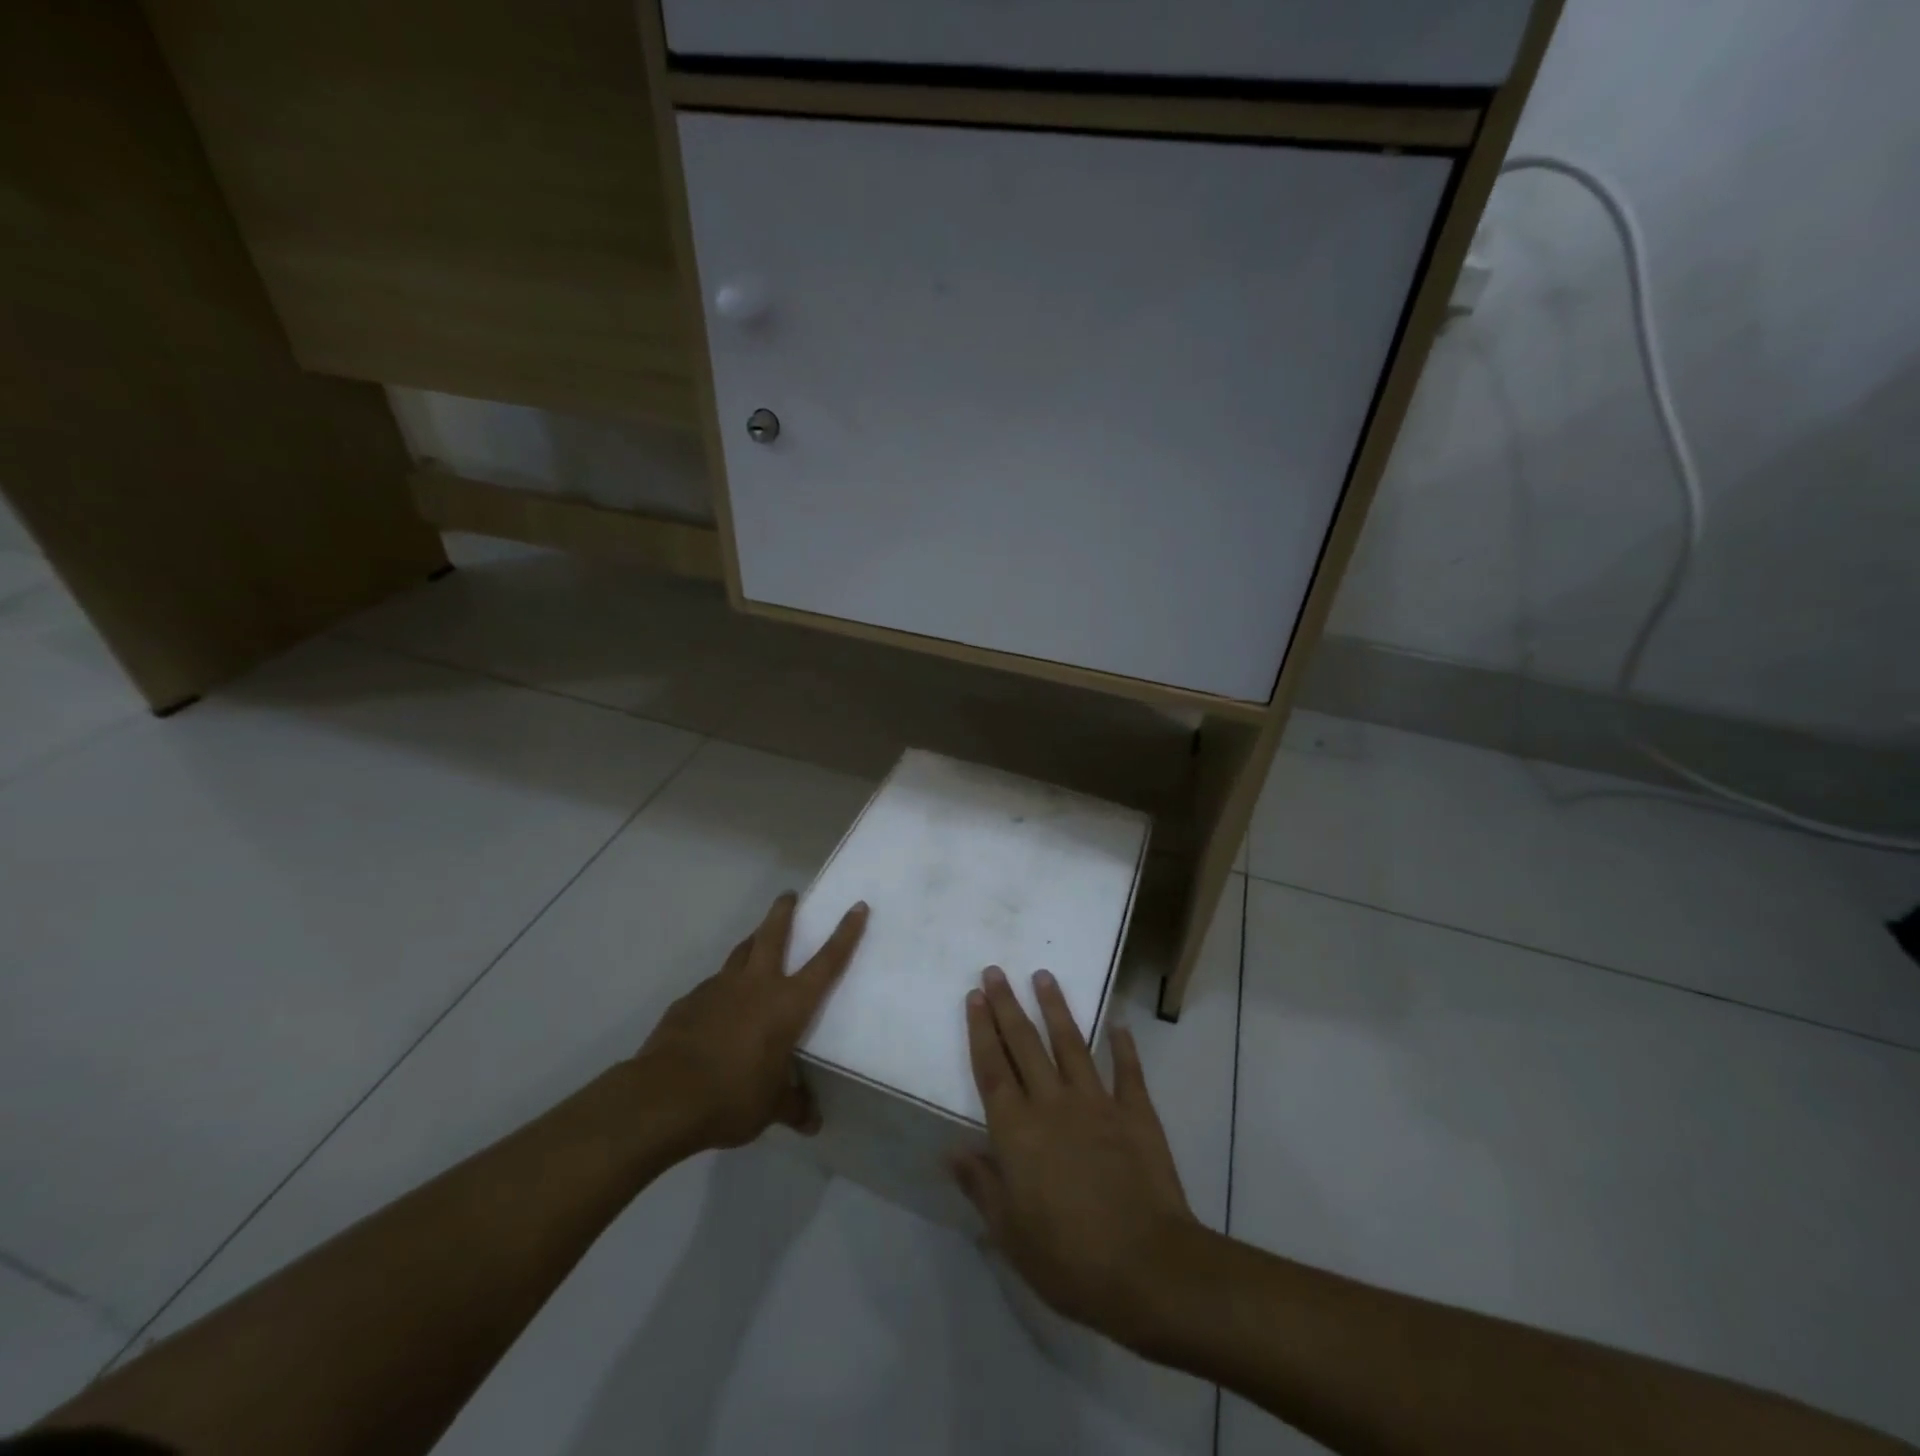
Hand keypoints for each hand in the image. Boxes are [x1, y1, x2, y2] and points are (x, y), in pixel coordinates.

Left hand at [636, 892, 866, 1153]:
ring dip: (751, 942)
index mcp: (788, 1004)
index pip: (827, 962)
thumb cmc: (733, 1096)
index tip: (856, 906)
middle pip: (773, 934)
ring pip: (740, 952)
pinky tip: (717, 1006)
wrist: (664, 1097)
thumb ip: (792, 1106)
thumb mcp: (770, 1107)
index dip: (845, 934)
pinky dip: (721, 987)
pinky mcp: (689, 1001)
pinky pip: (712, 985)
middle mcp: (757, 984)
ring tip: (755, 941)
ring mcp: (719, 988)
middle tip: (788, 895)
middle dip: (783, 911)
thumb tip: (812, 1123)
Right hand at [952, 966, 1200, 1348]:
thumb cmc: (1068, 1258)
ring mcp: (1097, 1103)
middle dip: (1007, 1005)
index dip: (980, 1030)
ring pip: (1070, 1044)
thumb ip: (981, 1184)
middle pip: (1024, 1045)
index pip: (992, 1069)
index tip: (974, 995)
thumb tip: (951, 1149)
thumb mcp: (1010, 1233)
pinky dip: (1124, 1046)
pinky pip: (1127, 1071)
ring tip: (1044, 976)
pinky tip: (1119, 1023)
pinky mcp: (1135, 1113)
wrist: (1147, 1267)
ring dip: (1056, 1008)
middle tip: (996, 971)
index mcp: (1017, 1131)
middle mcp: (1052, 1104)